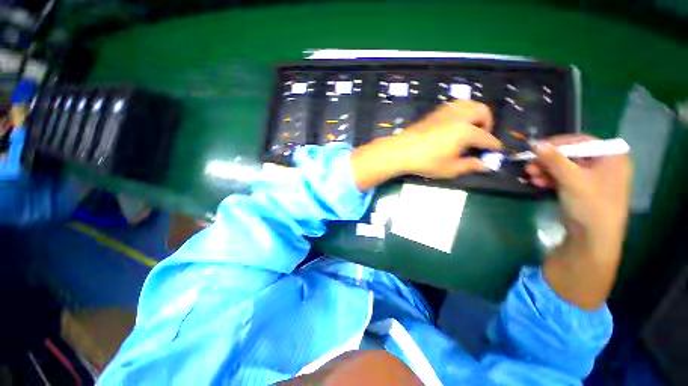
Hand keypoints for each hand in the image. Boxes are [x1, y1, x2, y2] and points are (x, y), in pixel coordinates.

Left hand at [352, 100, 501, 190]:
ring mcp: (446, 111)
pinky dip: (461, 111)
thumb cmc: (426, 161)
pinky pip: (454, 105)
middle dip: (487, 123)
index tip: (496, 151)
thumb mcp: (450, 168)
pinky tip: (454, 124)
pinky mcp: (435, 112)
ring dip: (475, 114)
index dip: (493, 145)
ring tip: (469, 128)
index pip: (487, 137)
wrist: (402, 150)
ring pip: (468, 104)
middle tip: (481, 137)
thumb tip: (486, 165)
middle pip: (482, 111)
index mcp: (466, 131)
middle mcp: (459, 116)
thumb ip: (470, 166)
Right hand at [526, 134, 632, 308]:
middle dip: (548, 160)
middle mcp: (604, 165)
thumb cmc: (590, 205)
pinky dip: (550, 179)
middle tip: (529, 165)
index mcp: (611, 157)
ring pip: (564, 167)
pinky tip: (537, 183)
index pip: (581, 141)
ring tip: (530, 176)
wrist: (593, 239)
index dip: (557, 143)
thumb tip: (534, 143)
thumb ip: (553, 159)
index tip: (535, 148)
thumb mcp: (572, 179)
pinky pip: (564, 179)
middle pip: (570, 155)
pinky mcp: (582, 190)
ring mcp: (593, 179)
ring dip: (545, 171)